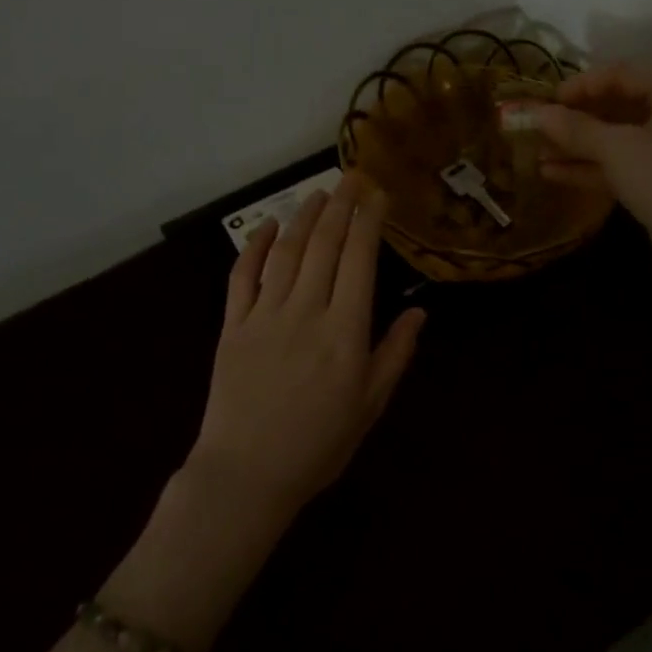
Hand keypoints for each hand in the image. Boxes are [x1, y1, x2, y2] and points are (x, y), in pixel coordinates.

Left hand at [191, 171, 426, 514]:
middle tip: (352, 177)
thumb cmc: (318, 445)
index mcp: (345, 332)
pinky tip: (266, 226)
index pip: (359, 261)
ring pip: (286, 252)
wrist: (247, 474)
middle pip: (324, 245)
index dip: (369, 222)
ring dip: (303, 217)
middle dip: (341, 206)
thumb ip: (394, 355)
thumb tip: (418, 312)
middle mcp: (306, 312)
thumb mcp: (370, 406)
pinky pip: (242, 276)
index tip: (377, 194)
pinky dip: (253, 247)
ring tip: (319, 193)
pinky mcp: (232, 326)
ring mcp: (265, 315)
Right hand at [524, 63, 651, 282]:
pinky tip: (551, 174)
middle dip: (574, 118)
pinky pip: (617, 165)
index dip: (581, 85)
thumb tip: (536, 113)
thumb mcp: (617, 148)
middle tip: (538, 128)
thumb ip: (575, 128)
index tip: (547, 102)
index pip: (619, 73)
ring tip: (536, 153)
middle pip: (615, 105)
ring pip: (613, 138)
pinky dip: (587, 167)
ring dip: (576, 145)